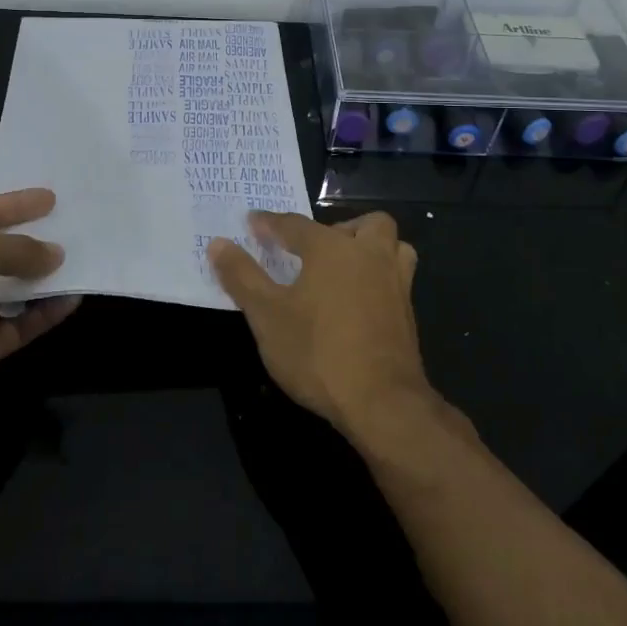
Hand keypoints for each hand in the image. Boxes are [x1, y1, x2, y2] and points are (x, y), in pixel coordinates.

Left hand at [0, 188, 79, 428]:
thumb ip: (18, 248)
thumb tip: (55, 254)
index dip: (12, 204)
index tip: (50, 199)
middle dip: (30, 240)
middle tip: (70, 228)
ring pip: (10, 289)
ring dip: (42, 278)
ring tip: (79, 260)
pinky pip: (19, 325)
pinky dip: (44, 313)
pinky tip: (73, 299)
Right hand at [207, 211, 438, 443]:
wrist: (381, 402)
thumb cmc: (318, 352)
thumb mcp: (266, 315)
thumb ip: (242, 276)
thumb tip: (218, 243)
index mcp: (331, 248)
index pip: (295, 224)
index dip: (270, 223)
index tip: (253, 223)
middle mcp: (368, 255)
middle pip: (362, 225)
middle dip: (337, 229)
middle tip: (312, 250)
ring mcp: (395, 283)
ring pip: (392, 247)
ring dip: (370, 248)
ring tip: (344, 268)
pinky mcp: (408, 314)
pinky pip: (397, 278)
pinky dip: (379, 278)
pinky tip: (359, 302)